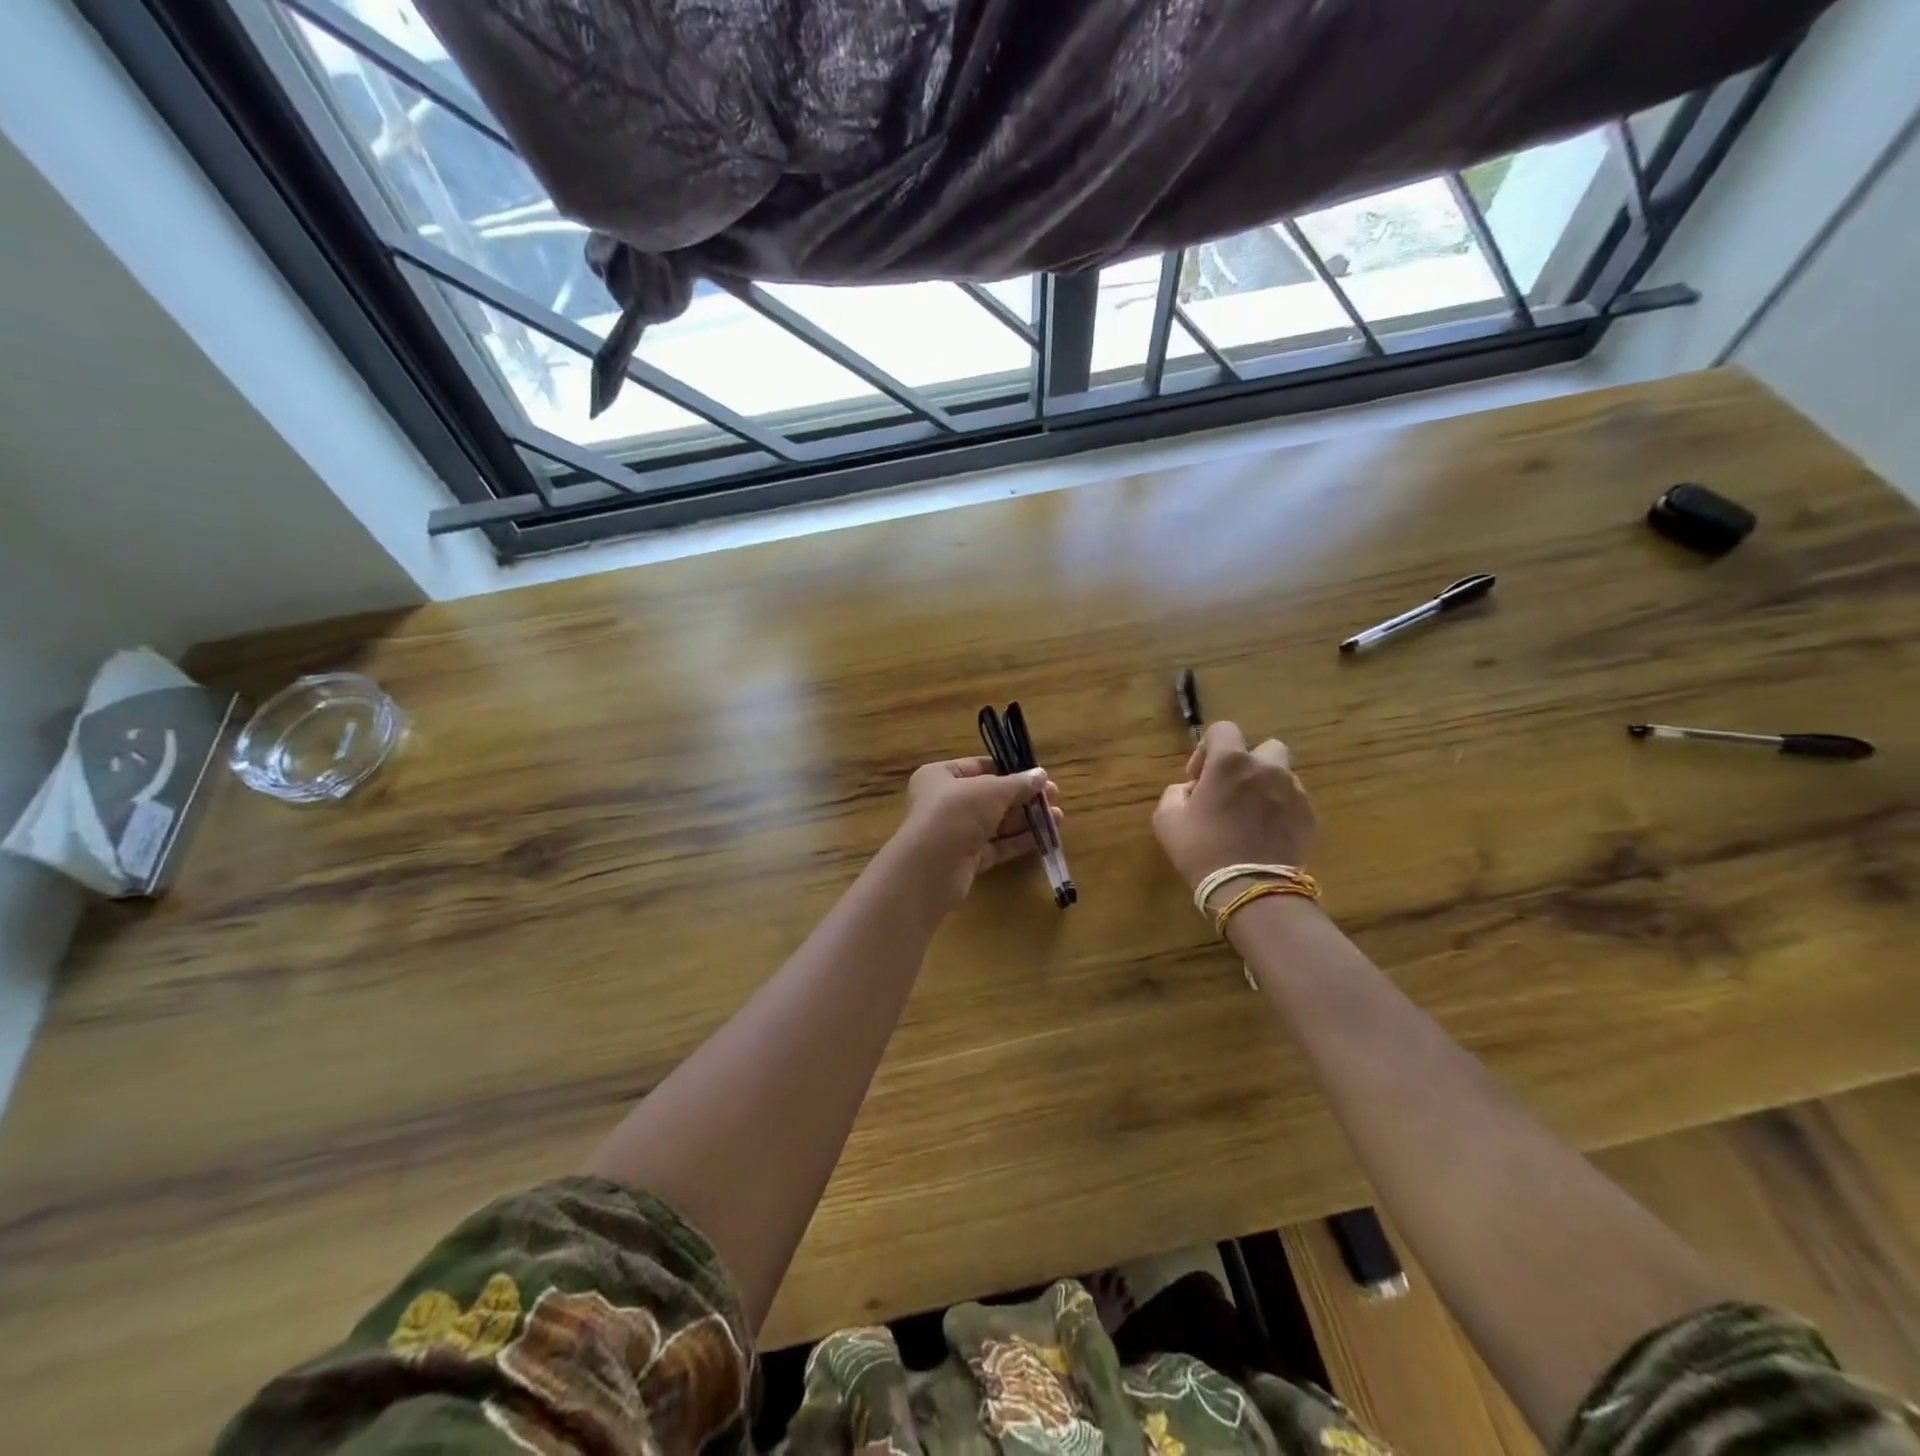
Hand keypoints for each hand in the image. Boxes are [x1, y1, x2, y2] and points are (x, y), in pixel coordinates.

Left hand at [896, 758, 1063, 910]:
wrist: (932, 867)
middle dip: (1023, 796)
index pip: (978, 767)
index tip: (1036, 774)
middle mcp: (945, 802)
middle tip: (1054, 796)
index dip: (1008, 769)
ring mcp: (955, 832)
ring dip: (1026, 819)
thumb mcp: (991, 790)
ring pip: (996, 822)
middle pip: (990, 796)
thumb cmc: (956, 812)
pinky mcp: (966, 859)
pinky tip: (1045, 836)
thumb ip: (1018, 783)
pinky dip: (1019, 840)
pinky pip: (997, 845)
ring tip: (1057, 817)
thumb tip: (1041, 776)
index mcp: (940, 776)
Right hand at [1152, 721, 1316, 893]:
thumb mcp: (1166, 819)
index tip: (1199, 778)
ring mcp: (1294, 791)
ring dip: (1267, 787)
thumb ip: (1175, 792)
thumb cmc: (1201, 849)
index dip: (1207, 749)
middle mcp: (1267, 767)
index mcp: (1230, 762)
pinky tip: (1267, 834)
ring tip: (1252, 815)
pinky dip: (1282, 810)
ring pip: (1282, 775)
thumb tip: (1191, 789)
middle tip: (1232, 791)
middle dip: (1248, 763)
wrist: (1249, 889)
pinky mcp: (1310, 817)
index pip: (1223, 729)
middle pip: (1264, 748)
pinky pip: (1295, 802)